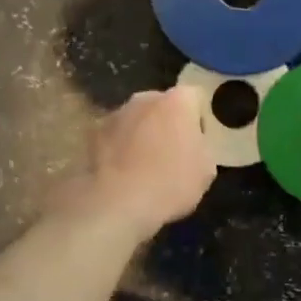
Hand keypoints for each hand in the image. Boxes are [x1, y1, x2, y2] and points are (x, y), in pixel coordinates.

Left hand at [79, 87, 214, 239]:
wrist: (116, 203)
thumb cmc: (170, 183)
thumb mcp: (206, 170)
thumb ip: (202, 147)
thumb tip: (192, 145)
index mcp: (177, 101)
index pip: (196, 97)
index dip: (199, 119)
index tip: (198, 143)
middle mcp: (145, 98)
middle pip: (163, 105)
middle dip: (168, 123)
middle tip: (172, 154)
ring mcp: (116, 114)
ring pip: (137, 120)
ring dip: (142, 135)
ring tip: (144, 167)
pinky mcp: (93, 133)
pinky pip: (116, 136)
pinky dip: (120, 148)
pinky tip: (123, 174)